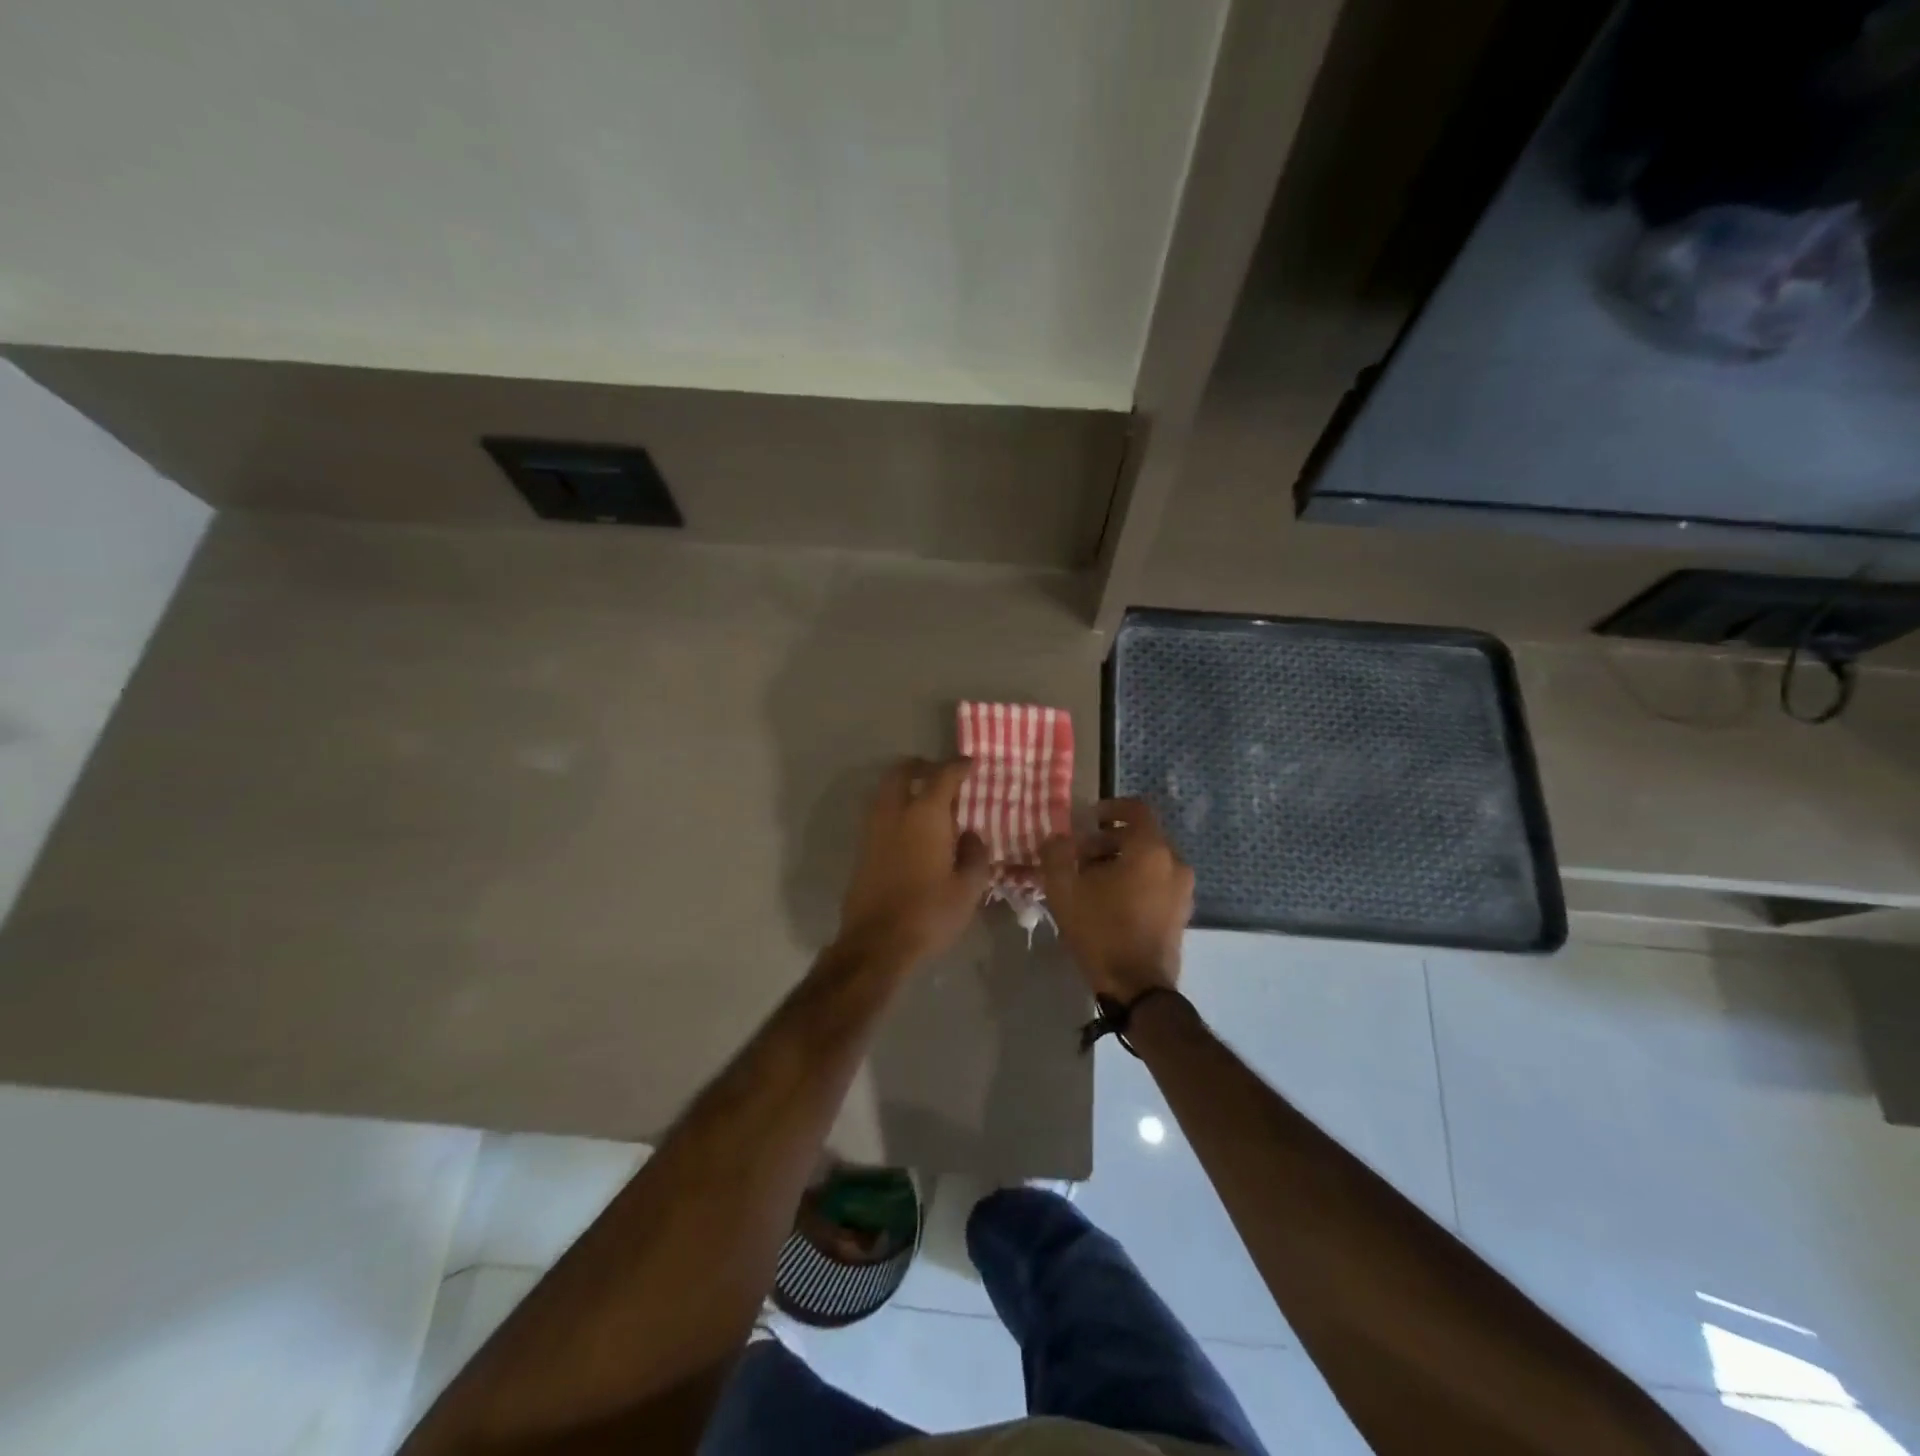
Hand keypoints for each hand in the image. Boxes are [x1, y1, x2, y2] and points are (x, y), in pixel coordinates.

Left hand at [839, 757, 990, 959]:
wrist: (876, 943)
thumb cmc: (929, 913)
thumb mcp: (968, 889)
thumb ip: (975, 855)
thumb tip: (971, 835)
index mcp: (925, 815)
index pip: (943, 775)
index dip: (959, 765)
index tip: (970, 764)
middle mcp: (895, 812)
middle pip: (902, 771)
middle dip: (921, 766)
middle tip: (939, 774)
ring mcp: (873, 829)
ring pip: (885, 791)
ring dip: (904, 786)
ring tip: (925, 801)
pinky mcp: (862, 848)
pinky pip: (879, 813)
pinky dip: (894, 808)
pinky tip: (911, 829)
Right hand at [1040, 798, 1193, 1000]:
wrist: (1138, 987)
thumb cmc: (1101, 931)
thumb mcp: (1064, 890)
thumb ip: (1056, 854)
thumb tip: (1056, 838)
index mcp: (1150, 849)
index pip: (1136, 808)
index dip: (1110, 807)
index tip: (1087, 819)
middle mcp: (1174, 862)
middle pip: (1142, 836)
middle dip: (1109, 839)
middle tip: (1080, 856)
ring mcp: (1183, 889)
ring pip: (1150, 860)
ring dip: (1121, 861)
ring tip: (1092, 881)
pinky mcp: (1182, 912)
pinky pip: (1158, 881)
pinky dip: (1136, 880)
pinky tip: (1110, 901)